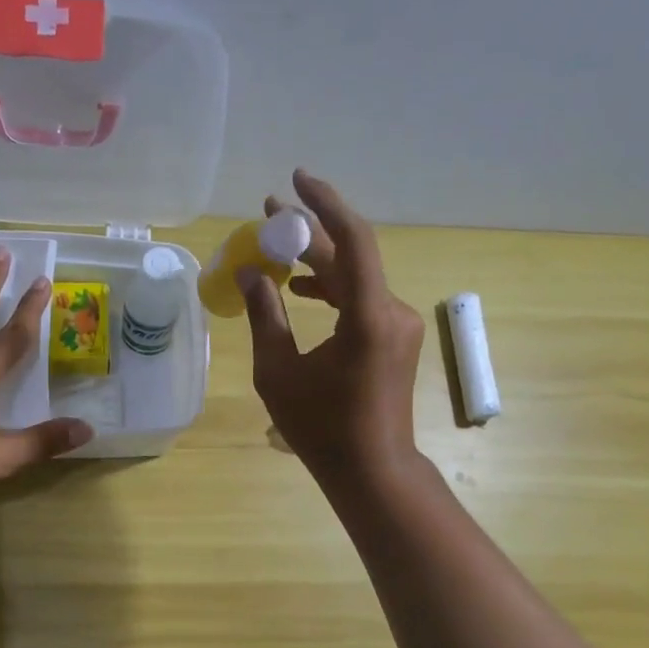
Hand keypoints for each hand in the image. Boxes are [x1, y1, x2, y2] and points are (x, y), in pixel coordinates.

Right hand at [241, 170, 424, 486]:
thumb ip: (265, 316)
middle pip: (349, 257)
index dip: (324, 204)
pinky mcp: (394, 337)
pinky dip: (331, 288)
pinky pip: (361, 298)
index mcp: (367, 318)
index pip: (353, 241)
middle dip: (309, 232)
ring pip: (355, 277)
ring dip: (318, 261)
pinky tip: (300, 289)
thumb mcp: (278, 373)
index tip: (295, 179)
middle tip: (269, 212)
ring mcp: (398, 324)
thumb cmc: (321, 429)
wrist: (372, 469)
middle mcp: (391, 311)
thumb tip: (250, 273)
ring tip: (277, 248)